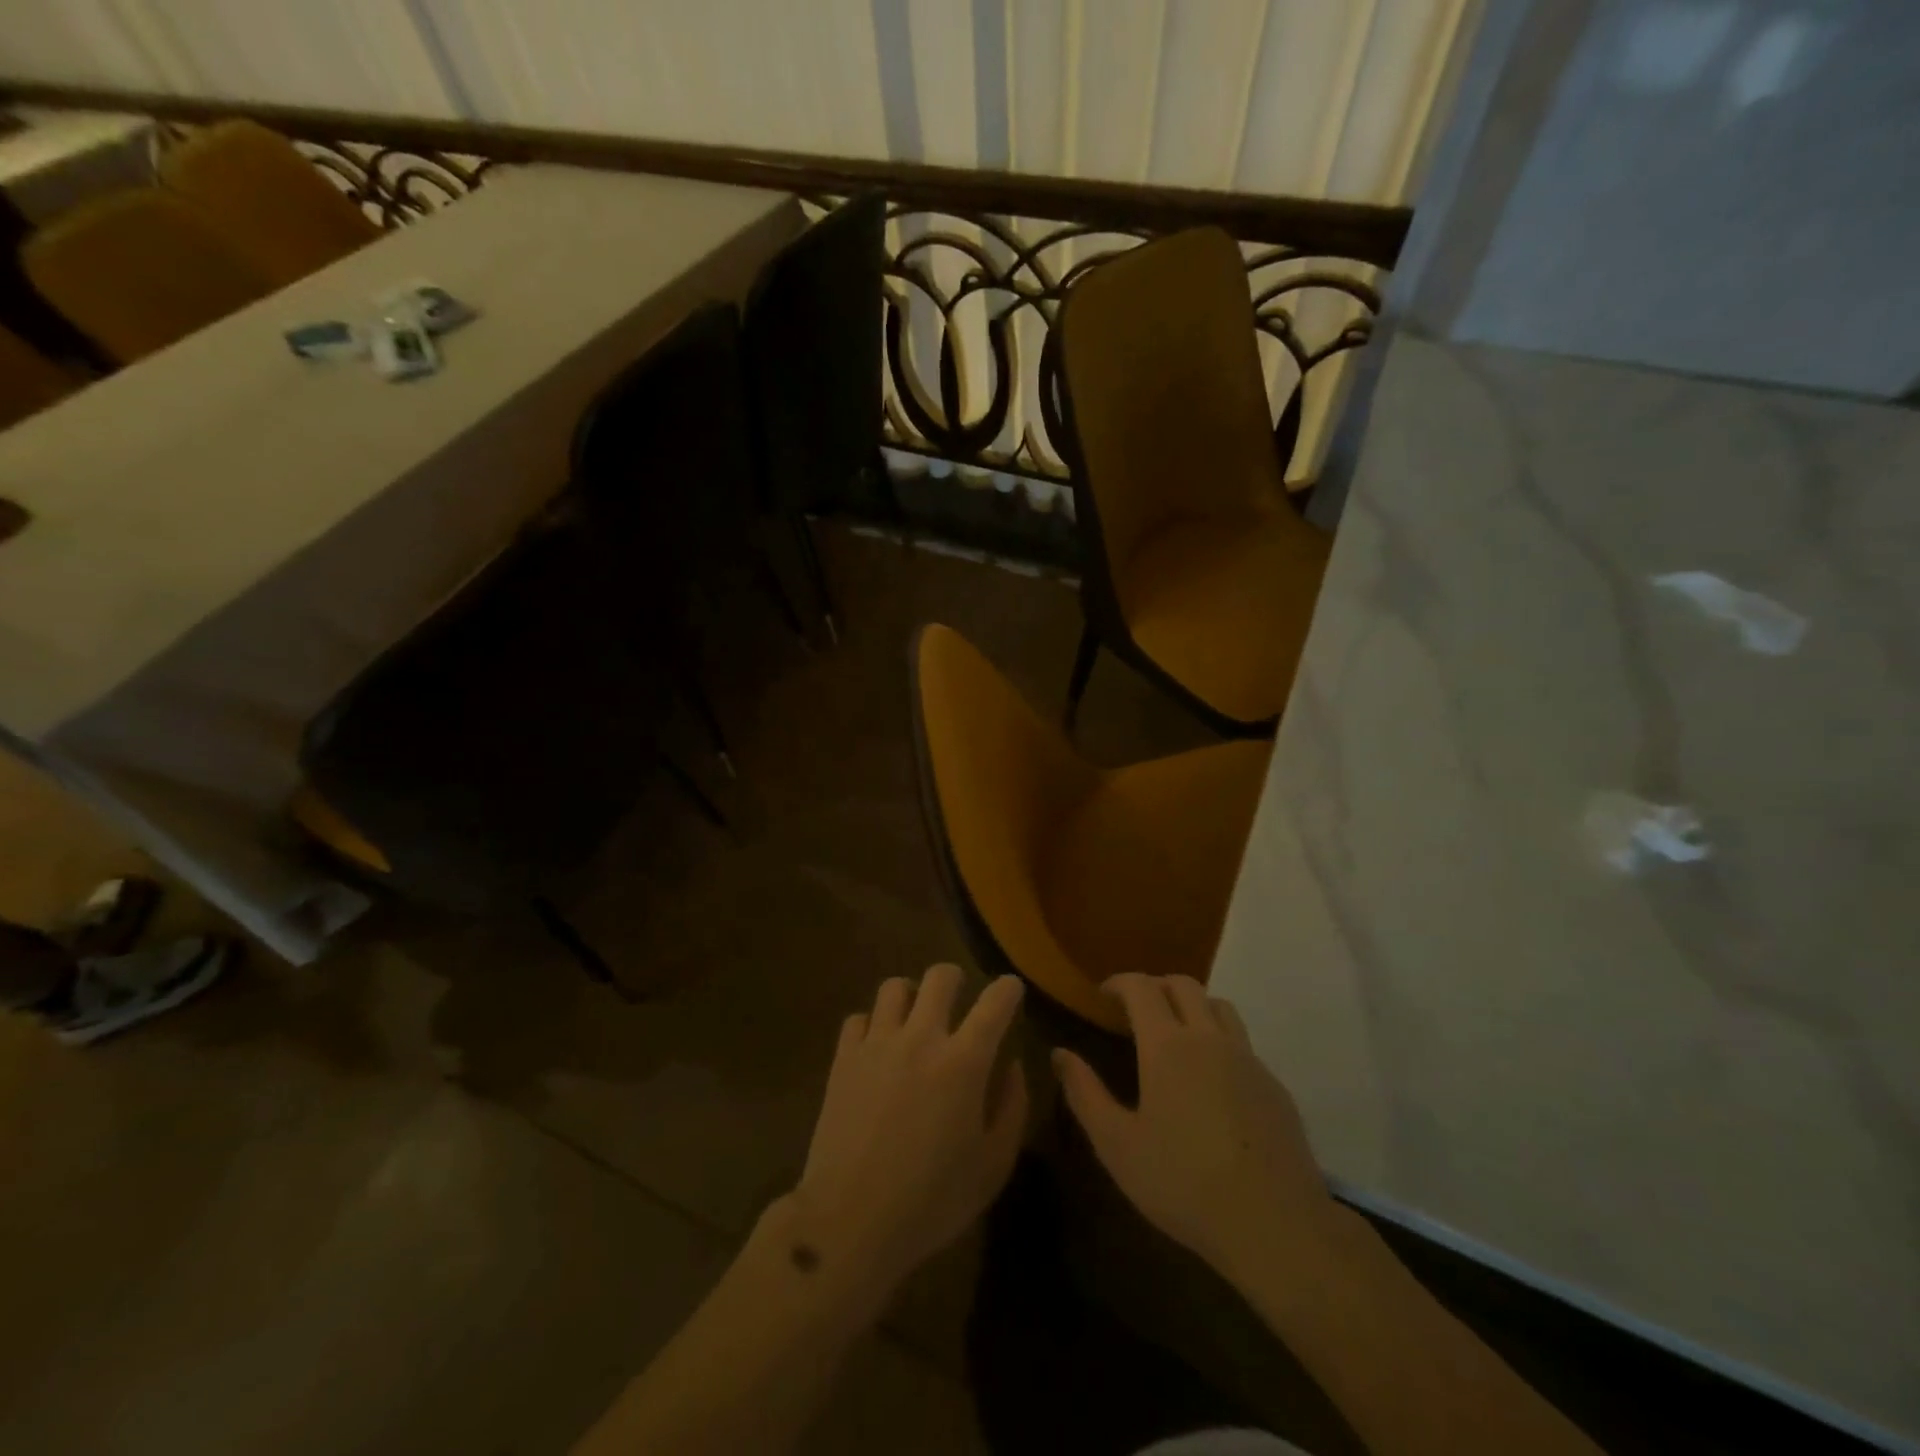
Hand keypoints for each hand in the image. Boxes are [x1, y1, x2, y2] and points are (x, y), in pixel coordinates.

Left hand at [791, 964, 1027, 1300]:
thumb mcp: (992, 1166)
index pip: (994, 1002)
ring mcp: (878, 1044)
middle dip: (956, 979)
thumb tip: (1013, 1065)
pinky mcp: (843, 1058)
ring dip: (911, 996)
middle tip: (959, 1000)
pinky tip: (878, 1048)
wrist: (851, 1221)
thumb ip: (1012, 1108)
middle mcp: (921, 1038)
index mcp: (964, 1062)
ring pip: (895, 987)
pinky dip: (872, 1025)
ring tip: (914, 1019)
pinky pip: (858, 1018)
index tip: (1011, 989)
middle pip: (940, 977)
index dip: (1008, 989)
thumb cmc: (931, 1201)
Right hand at [1053, 973, 1336, 1284]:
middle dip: (1155, 986)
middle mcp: (1209, 1039)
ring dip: (1192, 1006)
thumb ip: (1085, 1093)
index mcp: (1168, 1046)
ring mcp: (1248, 1060)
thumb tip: (1060, 1054)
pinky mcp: (1274, 1086)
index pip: (1141, 987)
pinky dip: (1219, 1041)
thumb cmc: (1183, 1184)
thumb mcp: (1117, 1145)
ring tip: (1175, 1035)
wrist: (1276, 1226)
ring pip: (1219, 1006)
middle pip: (1183, 985)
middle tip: (1134, 1012)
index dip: (1119, 982)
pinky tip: (1212, 1082)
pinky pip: (1243, 1043)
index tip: (1103, 995)